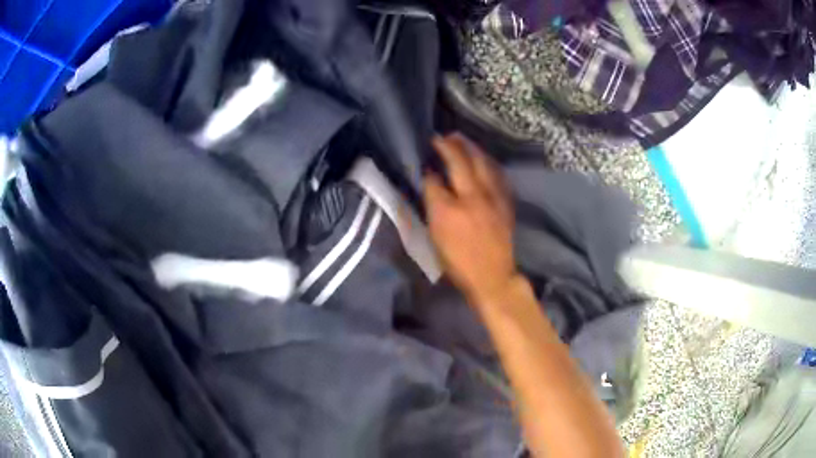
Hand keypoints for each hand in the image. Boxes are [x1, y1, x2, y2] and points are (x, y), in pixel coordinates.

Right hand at [424, 133, 518, 306]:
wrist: (492, 277)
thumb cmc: (458, 263)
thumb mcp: (434, 239)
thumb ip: (431, 208)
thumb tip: (430, 184)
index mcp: (448, 210)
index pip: (433, 180)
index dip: (427, 170)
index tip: (424, 162)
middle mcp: (471, 197)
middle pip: (459, 161)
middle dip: (448, 146)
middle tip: (441, 137)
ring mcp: (492, 197)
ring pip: (481, 162)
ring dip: (470, 147)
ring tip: (460, 139)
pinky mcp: (505, 201)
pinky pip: (496, 173)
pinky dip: (487, 162)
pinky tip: (482, 158)